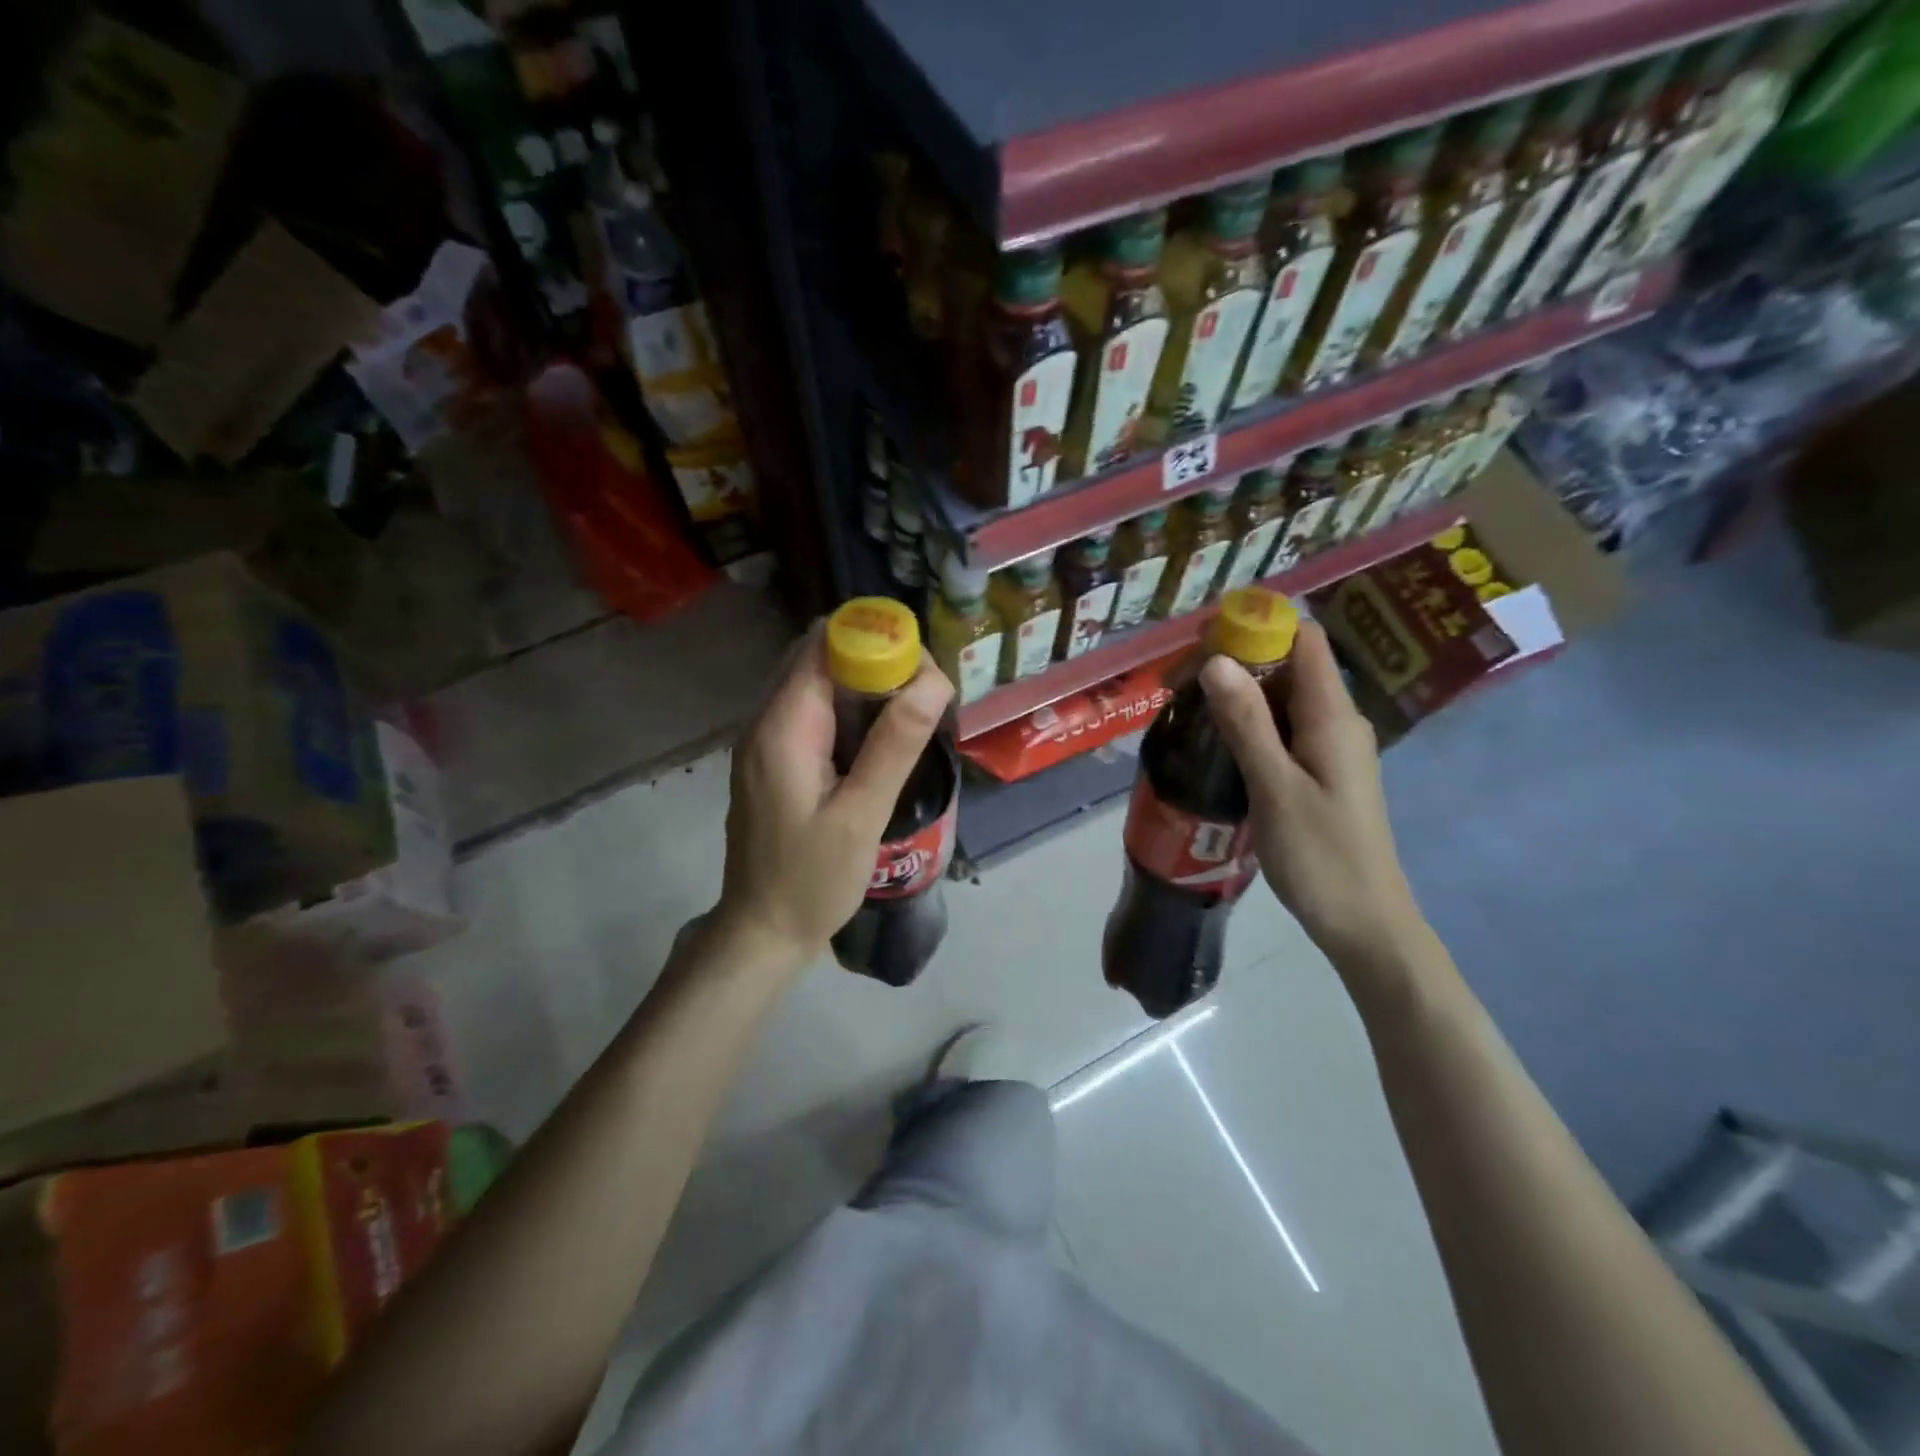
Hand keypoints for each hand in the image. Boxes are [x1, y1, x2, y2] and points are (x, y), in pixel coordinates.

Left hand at [713, 624, 953, 970]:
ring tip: (912, 710)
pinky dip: (848, 710)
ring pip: (816, 684)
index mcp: (782, 727)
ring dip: (863, 684)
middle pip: (818, 658)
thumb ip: (895, 745)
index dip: (873, 639)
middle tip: (925, 690)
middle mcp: (765, 723)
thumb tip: (933, 680)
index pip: (823, 646)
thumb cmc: (812, 880)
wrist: (762, 932)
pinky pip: (812, 714)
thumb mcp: (861, 816)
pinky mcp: (773, 762)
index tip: (921, 666)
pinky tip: (880, 738)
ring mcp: (764, 743)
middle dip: (873, 658)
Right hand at [1200, 619, 1428, 972]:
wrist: (1364, 923)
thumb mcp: (1275, 787)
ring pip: (1282, 700)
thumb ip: (1247, 723)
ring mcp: (1329, 748)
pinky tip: (1214, 741)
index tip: (1202, 638)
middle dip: (1235, 661)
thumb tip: (1216, 661)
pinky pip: (1282, 729)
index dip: (1258, 626)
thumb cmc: (1321, 856)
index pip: (1304, 641)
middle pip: (1288, 667)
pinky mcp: (1319, 772)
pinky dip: (1248, 724)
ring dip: (1237, 695)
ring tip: (1184, 708)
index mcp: (1333, 717)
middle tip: (1176, 682)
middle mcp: (1337, 722)